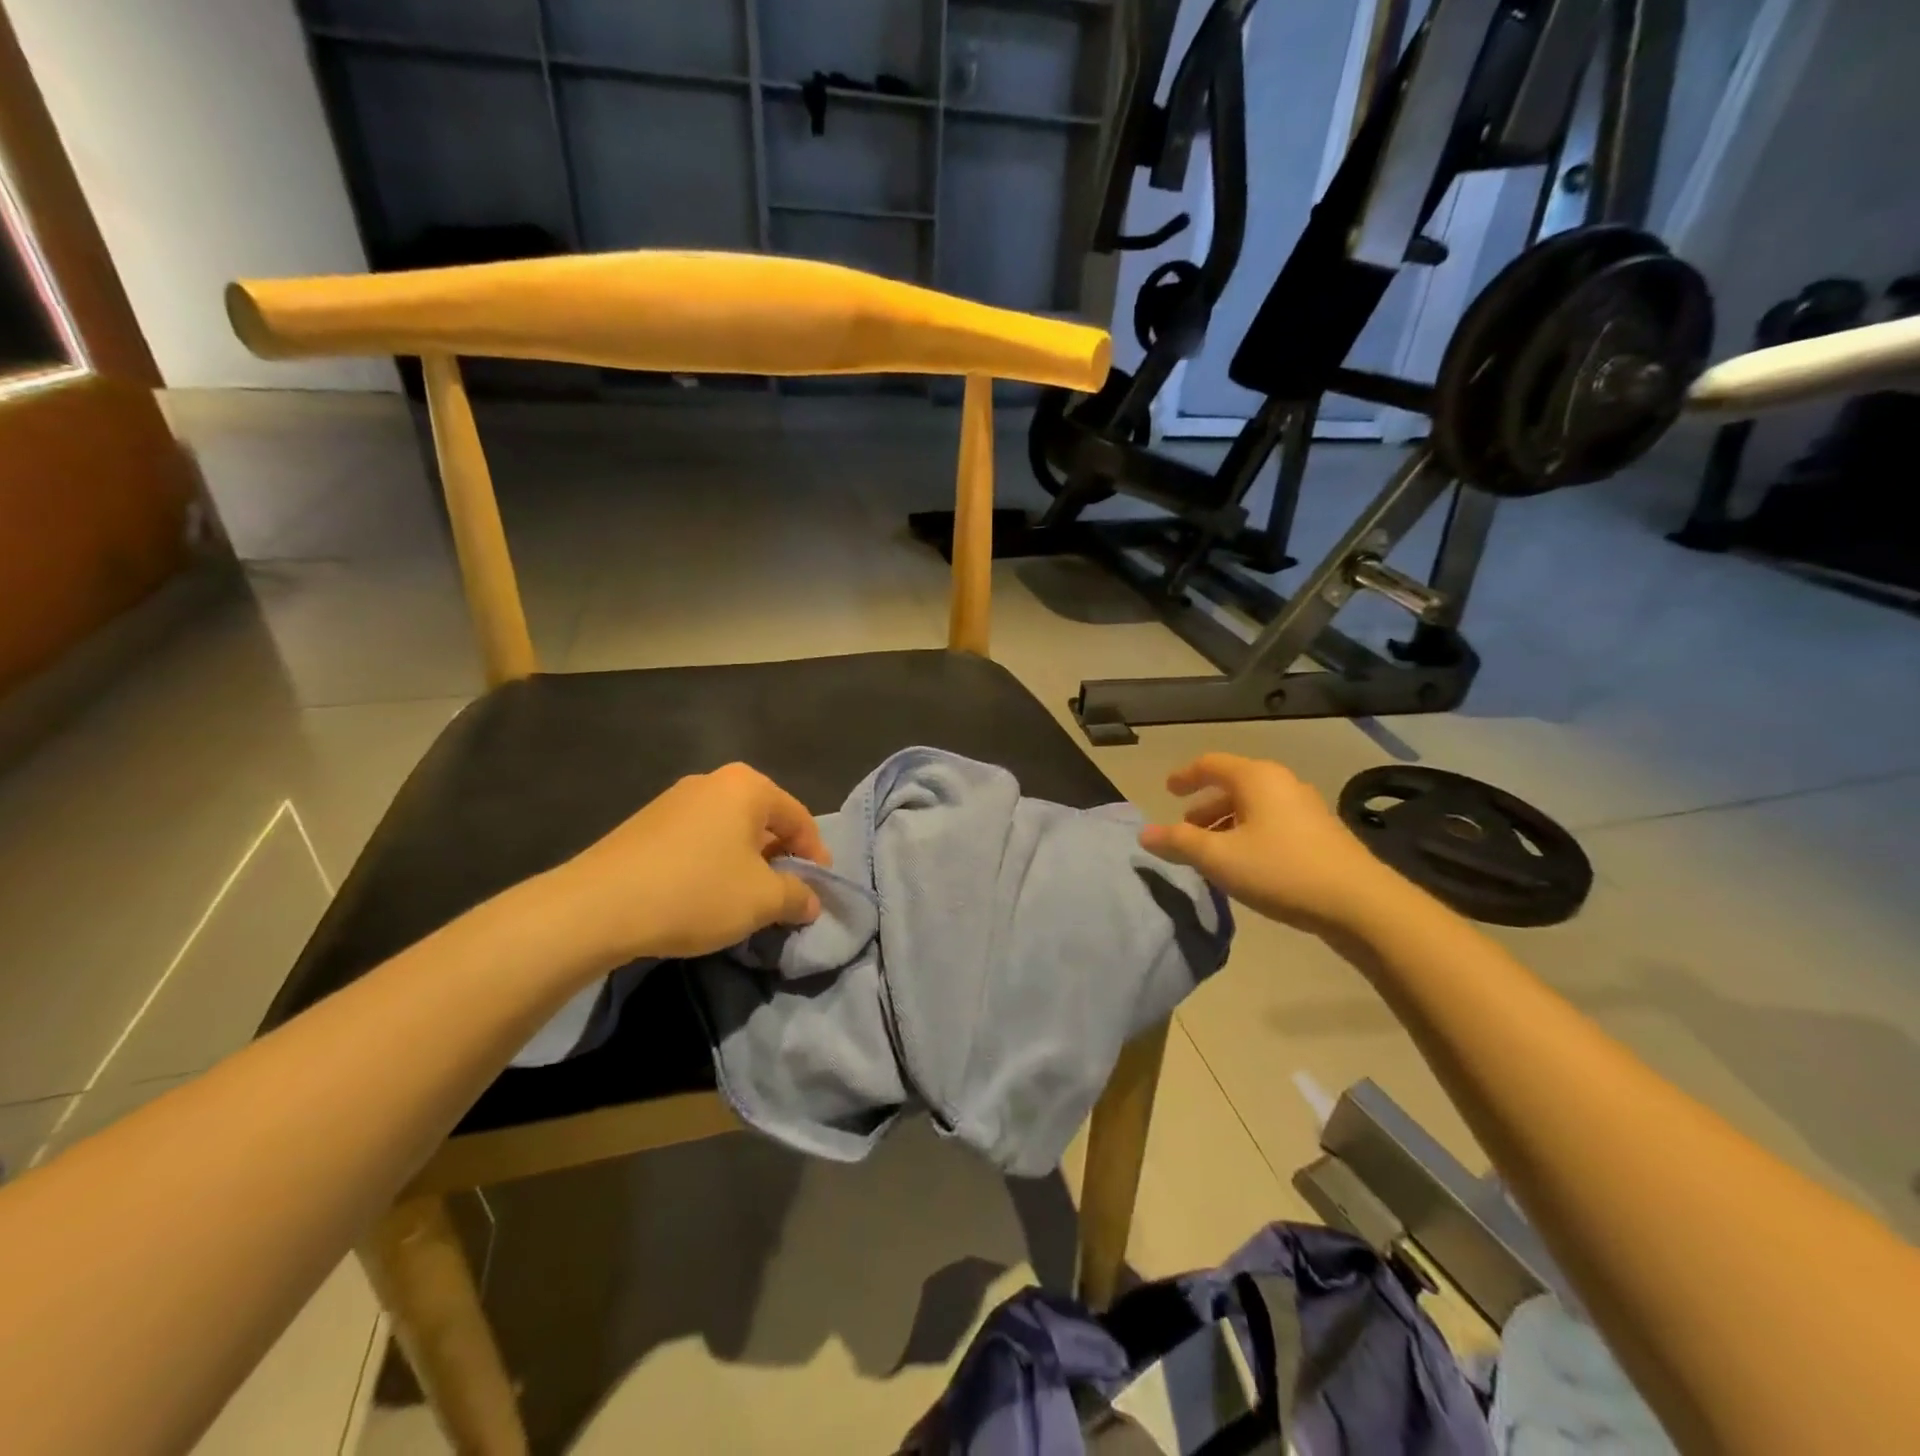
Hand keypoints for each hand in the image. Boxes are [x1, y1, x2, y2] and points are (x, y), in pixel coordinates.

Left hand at [557, 763, 831, 963]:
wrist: (596, 907)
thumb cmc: (695, 892)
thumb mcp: (761, 900)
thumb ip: (797, 896)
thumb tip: (812, 901)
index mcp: (747, 786)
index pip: (799, 819)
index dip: (815, 857)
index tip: (818, 891)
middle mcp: (713, 781)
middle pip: (764, 821)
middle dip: (779, 859)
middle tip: (784, 896)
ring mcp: (674, 799)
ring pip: (730, 831)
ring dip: (746, 863)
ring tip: (746, 901)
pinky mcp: (645, 824)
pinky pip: (698, 839)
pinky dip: (713, 863)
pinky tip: (705, 896)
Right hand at [1139, 753, 1392, 934]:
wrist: (1359, 903)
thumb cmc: (1280, 869)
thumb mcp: (1219, 857)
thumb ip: (1179, 842)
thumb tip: (1145, 833)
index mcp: (1256, 778)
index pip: (1211, 764)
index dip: (1185, 776)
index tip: (1167, 791)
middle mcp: (1282, 783)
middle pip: (1233, 785)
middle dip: (1205, 806)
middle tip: (1186, 829)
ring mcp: (1306, 808)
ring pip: (1254, 807)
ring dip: (1226, 823)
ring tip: (1212, 852)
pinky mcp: (1320, 834)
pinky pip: (1272, 822)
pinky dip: (1249, 834)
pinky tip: (1245, 865)